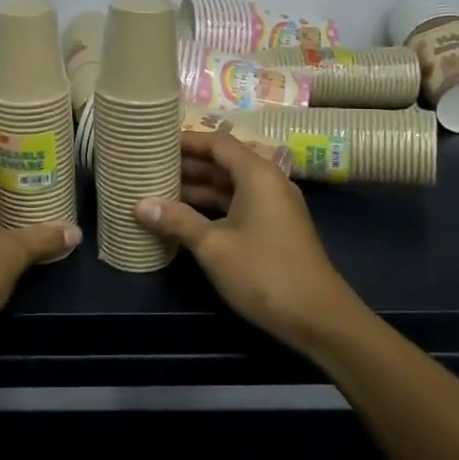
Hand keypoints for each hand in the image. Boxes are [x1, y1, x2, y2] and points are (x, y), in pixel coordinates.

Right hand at [134, 130, 366, 353]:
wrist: (319, 318)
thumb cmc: (264, 273)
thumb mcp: (214, 246)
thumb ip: (177, 221)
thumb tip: (140, 204)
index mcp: (257, 174)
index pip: (217, 142)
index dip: (186, 141)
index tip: (155, 143)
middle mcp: (268, 182)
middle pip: (223, 162)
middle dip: (187, 165)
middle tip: (149, 167)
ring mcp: (273, 206)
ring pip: (229, 186)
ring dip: (197, 188)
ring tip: (158, 191)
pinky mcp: (273, 228)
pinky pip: (237, 205)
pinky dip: (211, 207)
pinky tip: (184, 219)